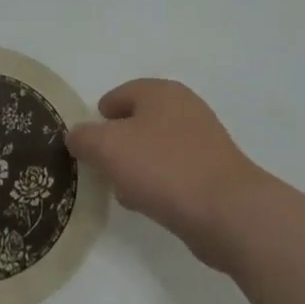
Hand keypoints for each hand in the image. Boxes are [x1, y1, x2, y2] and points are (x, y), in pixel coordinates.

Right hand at [66, 79, 268, 268]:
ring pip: (156, 147)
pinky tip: (152, 205)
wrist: (228, 212)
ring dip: (138, 166)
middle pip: (138, 121)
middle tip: (103, 169)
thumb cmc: (162, 168)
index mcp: (160, 91)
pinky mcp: (215, 171)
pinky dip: (160, 183)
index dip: (98, 119)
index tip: (87, 146)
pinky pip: (175, 171)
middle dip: (118, 144)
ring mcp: (204, 139)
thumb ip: (84, 138)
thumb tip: (76, 136)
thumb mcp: (108, 148)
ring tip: (125, 192)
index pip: (118, 95)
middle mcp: (184, 107)